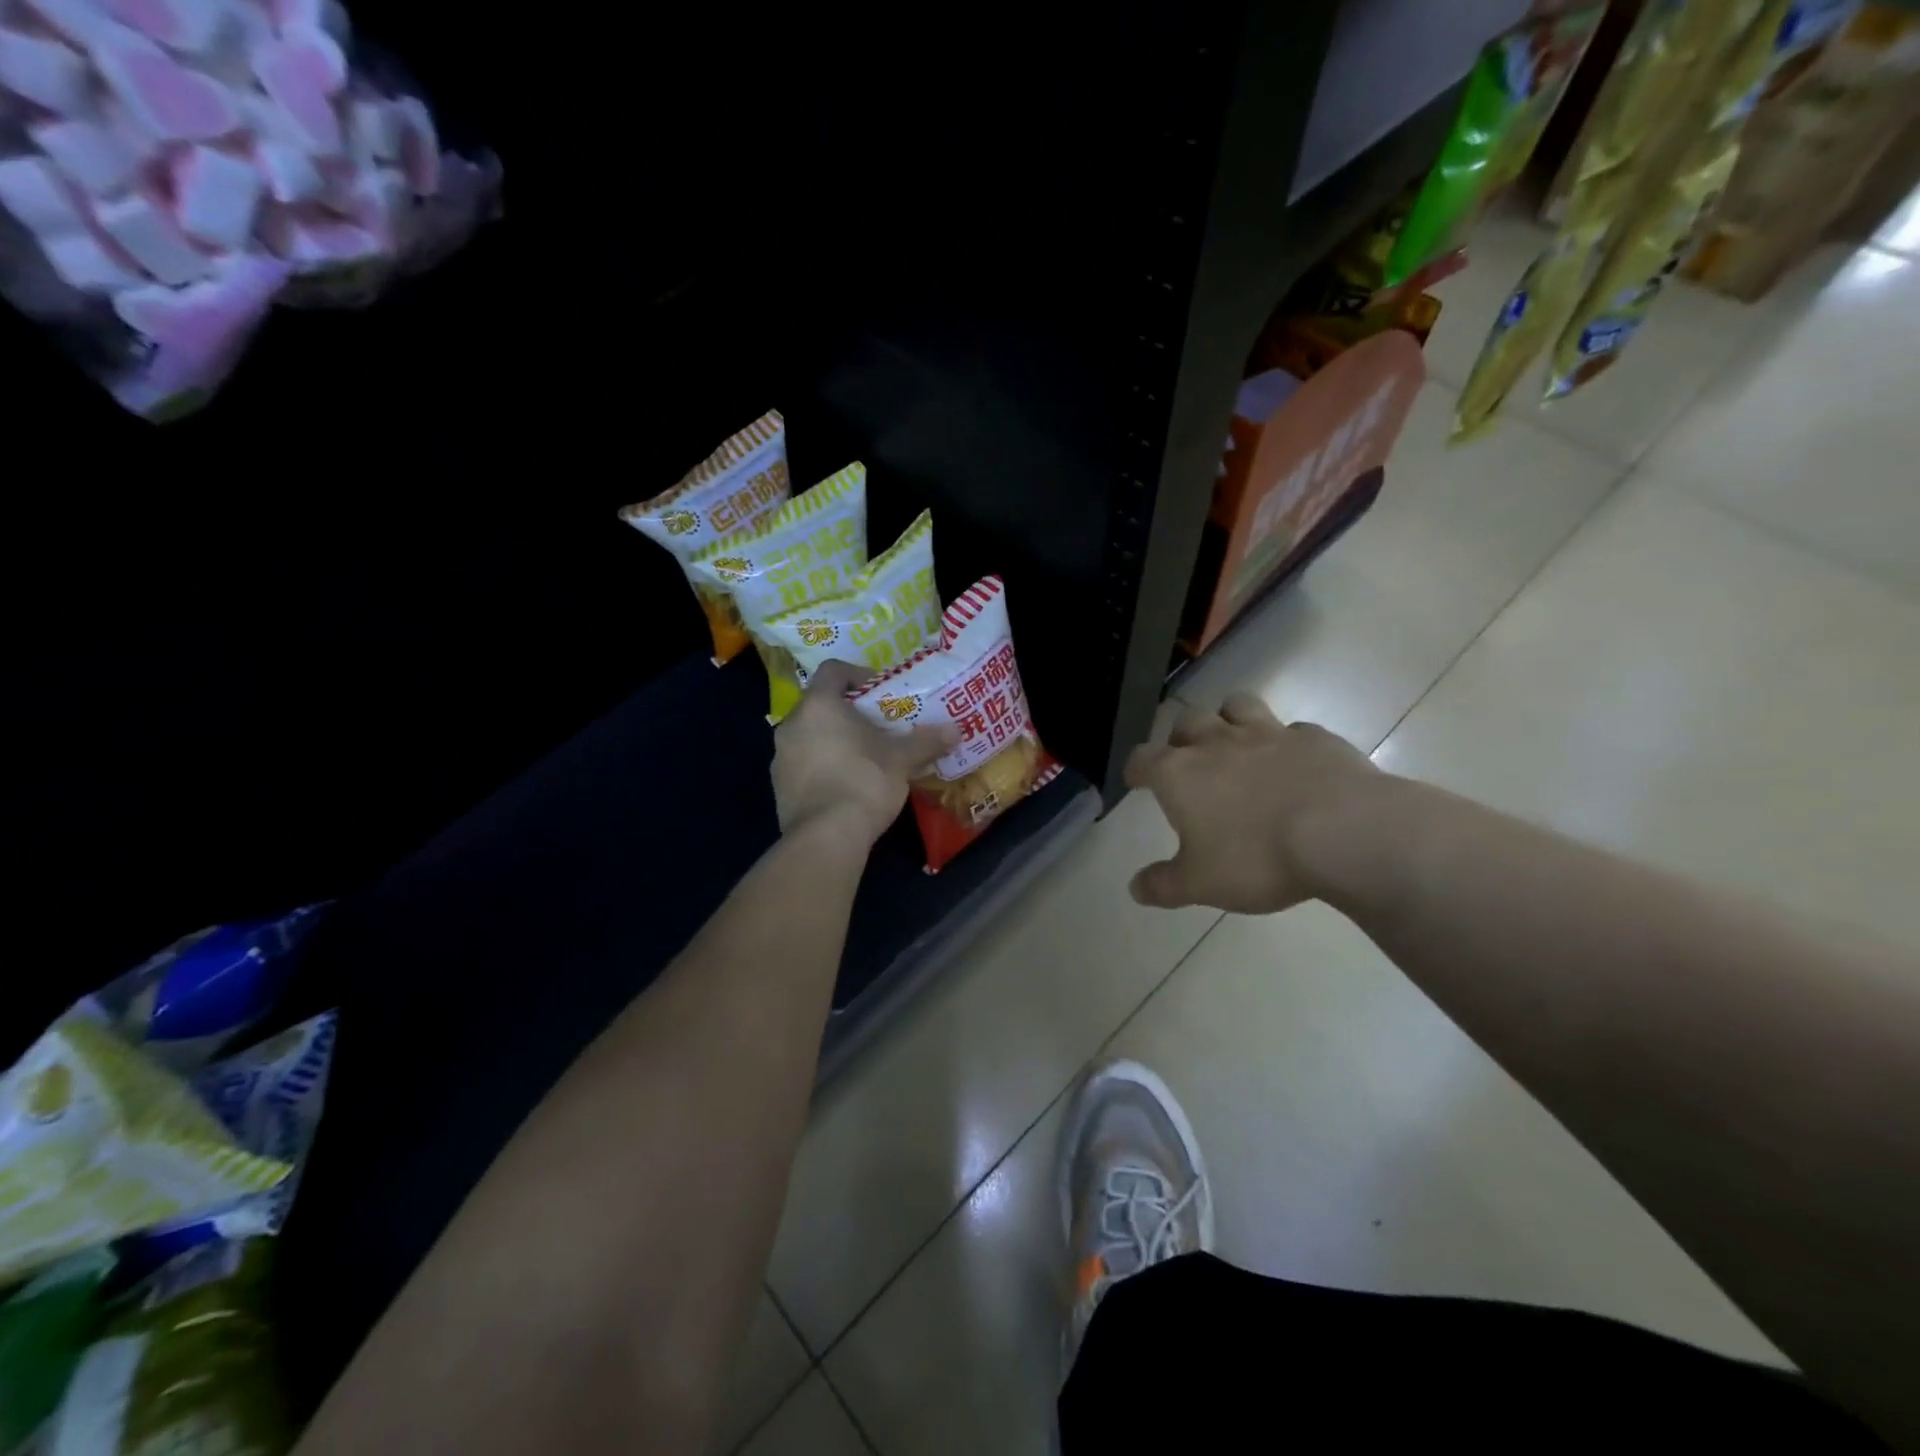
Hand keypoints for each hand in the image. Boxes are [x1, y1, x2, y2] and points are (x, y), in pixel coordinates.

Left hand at [772, 660, 956, 845]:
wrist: (825, 838)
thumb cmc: (864, 782)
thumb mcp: (902, 760)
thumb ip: (926, 741)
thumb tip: (955, 729)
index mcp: (819, 705)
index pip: (833, 671)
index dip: (859, 675)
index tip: (882, 693)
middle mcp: (792, 724)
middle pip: (822, 705)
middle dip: (850, 713)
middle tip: (879, 727)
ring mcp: (780, 757)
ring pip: (811, 736)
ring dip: (835, 740)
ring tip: (866, 757)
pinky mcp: (779, 787)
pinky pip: (804, 764)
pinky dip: (823, 766)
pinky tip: (847, 784)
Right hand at [1125, 694, 1381, 913]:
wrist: (1345, 832)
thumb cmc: (1257, 858)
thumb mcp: (1201, 884)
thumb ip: (1163, 884)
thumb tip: (1135, 888)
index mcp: (1180, 774)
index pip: (1143, 758)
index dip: (1136, 768)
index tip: (1136, 779)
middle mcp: (1218, 742)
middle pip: (1187, 721)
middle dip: (1181, 737)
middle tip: (1187, 759)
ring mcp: (1269, 733)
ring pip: (1237, 705)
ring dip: (1228, 718)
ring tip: (1235, 741)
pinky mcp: (1314, 738)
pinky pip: (1293, 730)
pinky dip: (1286, 742)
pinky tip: (1295, 765)